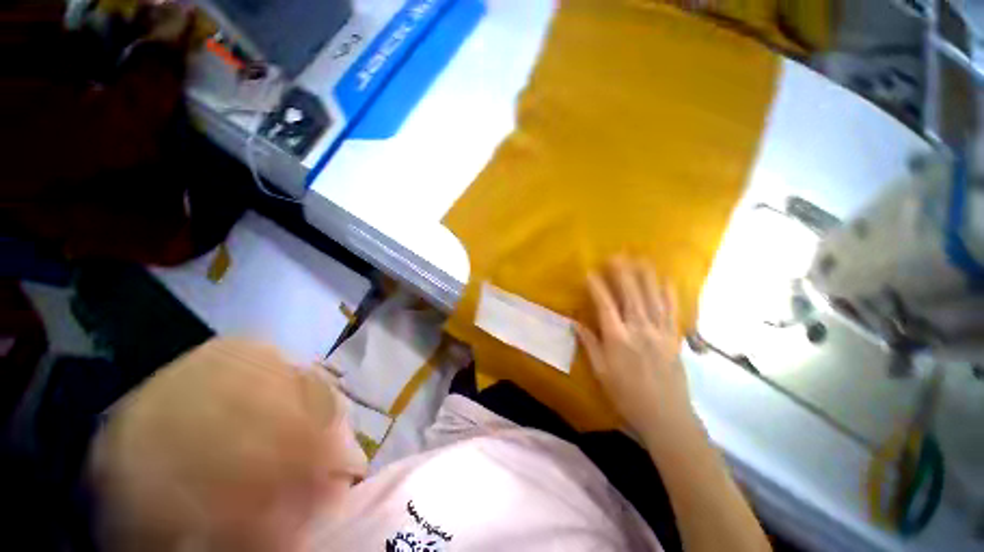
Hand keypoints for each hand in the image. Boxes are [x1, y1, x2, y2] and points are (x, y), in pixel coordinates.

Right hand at [577, 258, 694, 436]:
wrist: (666, 416)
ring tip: (641, 259)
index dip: (597, 287)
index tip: (590, 272)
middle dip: (623, 273)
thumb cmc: (627, 395)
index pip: (605, 306)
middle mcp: (639, 330)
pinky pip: (673, 310)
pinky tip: (666, 280)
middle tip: (617, 255)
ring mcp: (660, 332)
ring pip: (653, 298)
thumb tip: (575, 323)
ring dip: (646, 276)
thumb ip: (590, 344)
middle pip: (631, 295)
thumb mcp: (601, 372)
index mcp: (618, 339)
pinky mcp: (674, 337)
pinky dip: (669, 293)